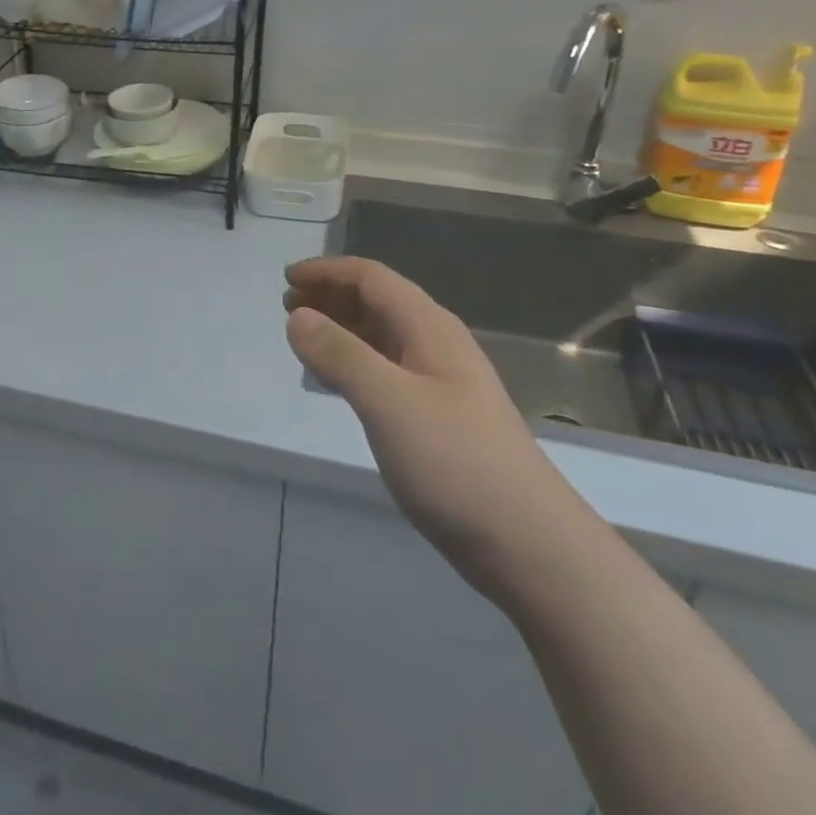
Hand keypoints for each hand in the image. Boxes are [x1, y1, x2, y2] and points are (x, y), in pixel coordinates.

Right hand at [284, 257, 589, 602]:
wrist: (528, 543)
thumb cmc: (456, 462)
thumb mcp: (389, 402)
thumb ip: (340, 355)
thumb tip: (297, 316)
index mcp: (429, 327)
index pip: (372, 277)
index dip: (327, 271)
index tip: (286, 279)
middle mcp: (436, 344)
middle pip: (377, 300)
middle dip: (331, 296)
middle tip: (287, 308)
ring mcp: (440, 381)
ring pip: (381, 335)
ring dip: (340, 328)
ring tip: (302, 340)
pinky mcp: (438, 416)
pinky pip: (386, 369)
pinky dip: (354, 362)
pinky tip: (336, 382)